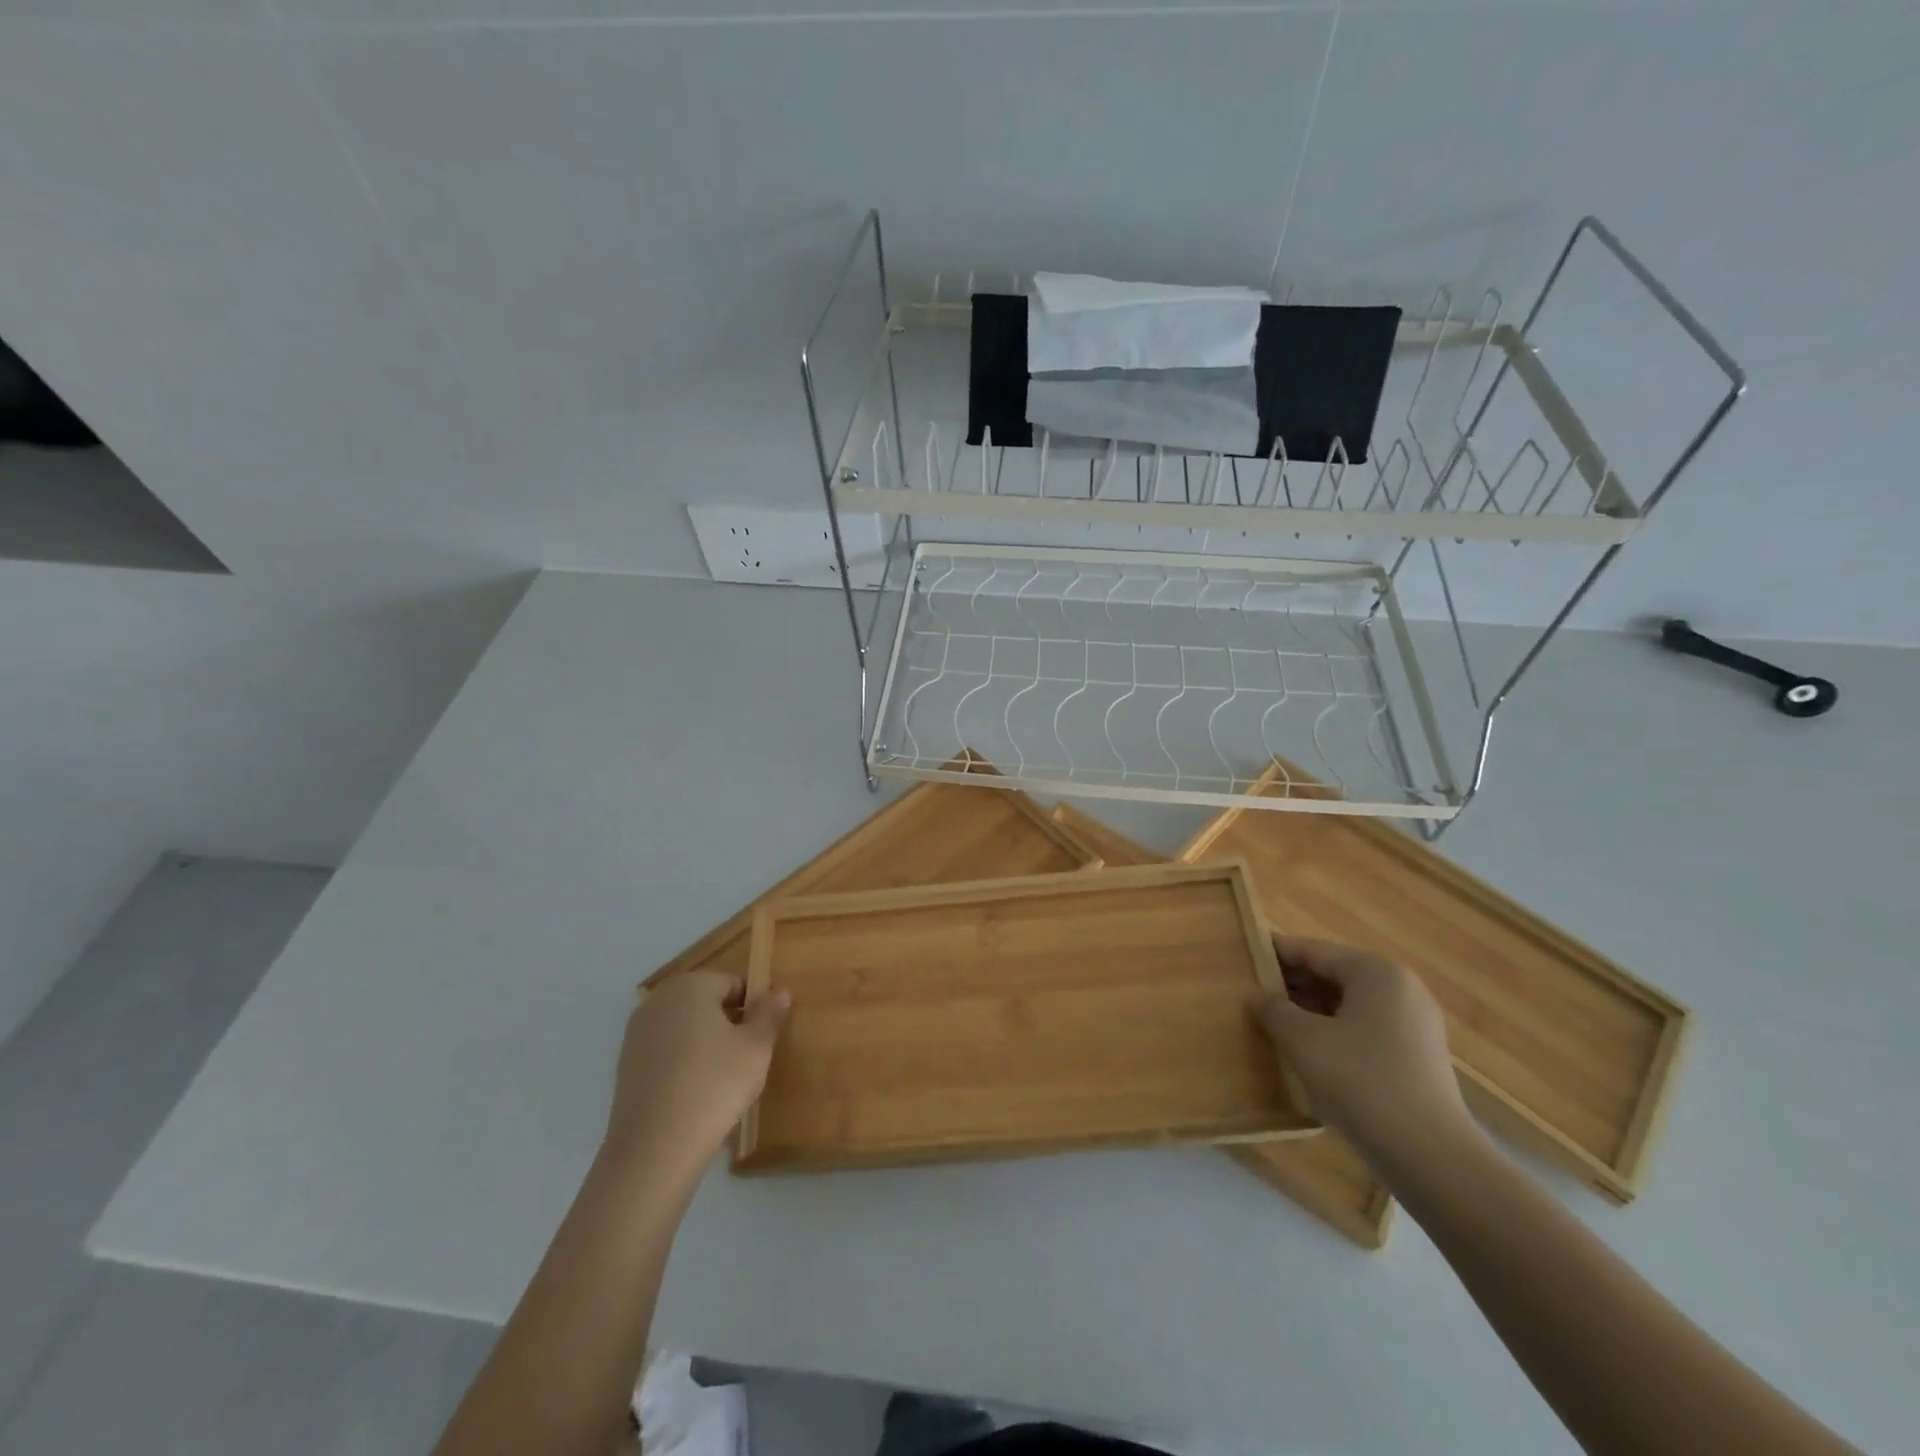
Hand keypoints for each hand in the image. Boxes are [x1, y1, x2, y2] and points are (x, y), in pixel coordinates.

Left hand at [604, 971, 789, 1178]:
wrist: (654, 1149)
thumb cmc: (714, 1085)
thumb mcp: (756, 1048)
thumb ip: (769, 1015)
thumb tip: (780, 992)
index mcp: (689, 986)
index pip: (732, 984)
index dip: (754, 1007)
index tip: (764, 1037)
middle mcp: (657, 1001)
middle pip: (705, 1004)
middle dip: (728, 1024)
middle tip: (748, 1058)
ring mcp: (636, 1034)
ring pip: (685, 1029)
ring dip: (705, 1044)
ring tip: (723, 1079)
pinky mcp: (625, 1067)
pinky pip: (666, 1054)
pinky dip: (683, 1065)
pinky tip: (696, 1094)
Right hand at [1253, 936, 1475, 1164]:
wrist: (1430, 1157)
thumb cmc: (1360, 1080)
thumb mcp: (1302, 1039)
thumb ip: (1274, 1009)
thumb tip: (1257, 995)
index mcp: (1376, 972)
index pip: (1314, 950)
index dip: (1276, 953)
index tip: (1244, 957)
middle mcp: (1401, 989)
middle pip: (1334, 974)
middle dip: (1294, 984)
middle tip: (1253, 995)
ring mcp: (1414, 1025)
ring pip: (1349, 1004)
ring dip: (1312, 1010)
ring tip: (1275, 1024)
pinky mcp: (1417, 1058)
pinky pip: (1365, 1030)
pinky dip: (1335, 1032)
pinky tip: (1309, 1052)